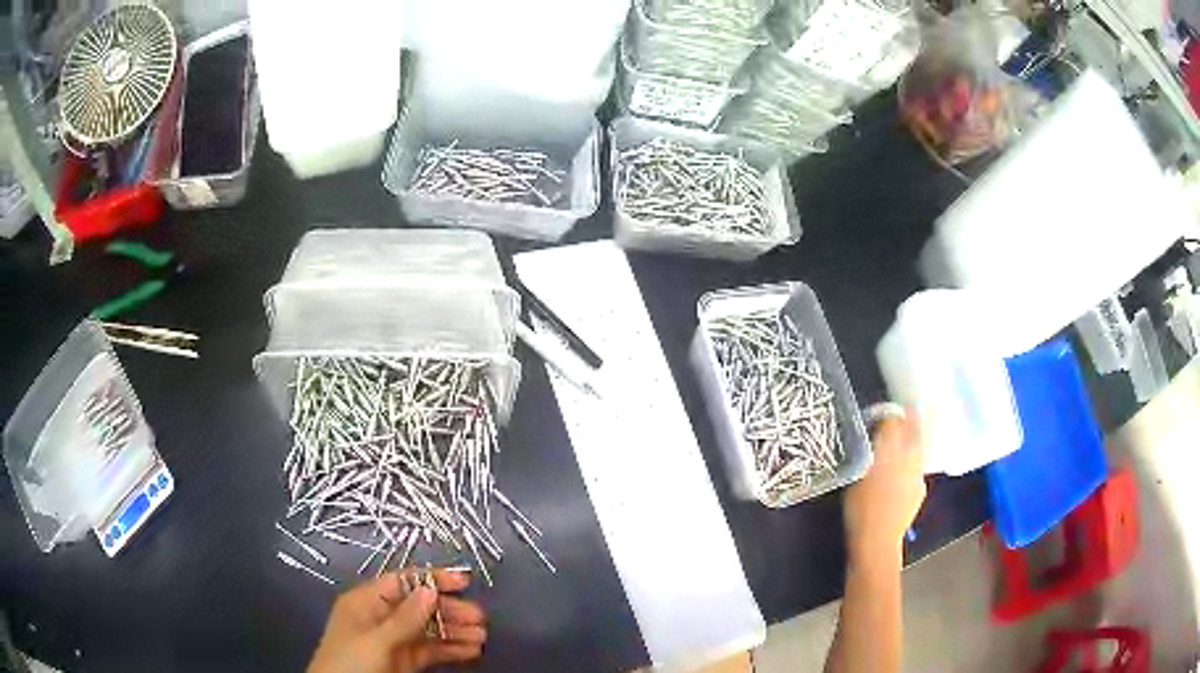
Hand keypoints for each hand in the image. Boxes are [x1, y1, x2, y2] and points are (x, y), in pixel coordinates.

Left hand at [307, 569, 486, 672]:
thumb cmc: (350, 663)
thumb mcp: (376, 641)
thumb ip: (404, 619)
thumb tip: (431, 589)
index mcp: (366, 603)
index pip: (402, 582)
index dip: (432, 579)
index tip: (465, 582)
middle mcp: (381, 618)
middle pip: (420, 607)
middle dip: (450, 611)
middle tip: (480, 619)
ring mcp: (393, 641)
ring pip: (429, 630)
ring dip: (455, 632)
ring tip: (482, 638)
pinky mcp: (402, 661)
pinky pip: (429, 651)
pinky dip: (450, 651)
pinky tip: (471, 652)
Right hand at [843, 414, 925, 564]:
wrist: (878, 540)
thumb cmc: (859, 507)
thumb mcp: (856, 473)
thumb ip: (866, 450)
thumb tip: (873, 434)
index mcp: (890, 446)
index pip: (893, 418)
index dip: (885, 415)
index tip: (877, 418)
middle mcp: (909, 454)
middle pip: (911, 428)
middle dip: (903, 424)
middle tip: (890, 427)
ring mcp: (918, 471)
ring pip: (916, 446)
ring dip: (908, 444)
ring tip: (893, 453)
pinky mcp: (920, 487)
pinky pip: (915, 468)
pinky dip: (909, 466)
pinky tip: (897, 479)